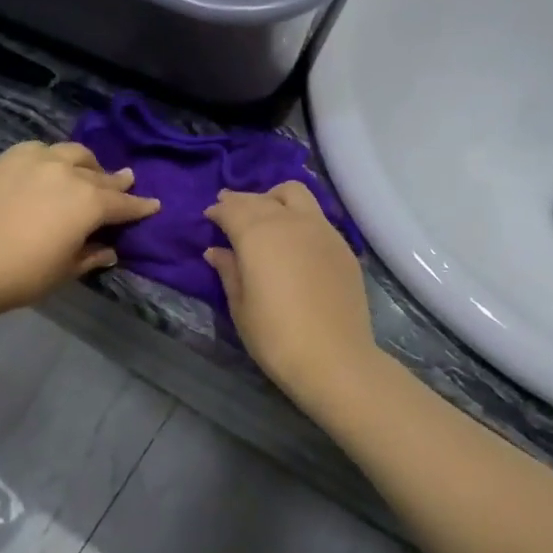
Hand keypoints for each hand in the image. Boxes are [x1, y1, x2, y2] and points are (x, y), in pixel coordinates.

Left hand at [0, 141, 159, 316]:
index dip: (140, 206)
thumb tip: (108, 249)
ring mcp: (37, 160)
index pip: (124, 204)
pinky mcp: (8, 158)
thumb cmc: (24, 274)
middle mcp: (69, 173)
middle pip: (100, 175)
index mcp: (90, 202)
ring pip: (72, 153)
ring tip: (86, 172)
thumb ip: (91, 255)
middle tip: (124, 183)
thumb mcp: (66, 270)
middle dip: (115, 182)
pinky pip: (39, 150)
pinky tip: (48, 166)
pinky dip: (51, 157)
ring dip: (85, 164)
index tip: (153, 205)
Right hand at [204, 182, 377, 403]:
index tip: (209, 216)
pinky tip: (293, 237)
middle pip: (262, 198)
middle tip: (230, 210)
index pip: (233, 209)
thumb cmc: (275, 336)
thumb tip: (217, 251)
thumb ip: (229, 271)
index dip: (219, 211)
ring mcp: (322, 230)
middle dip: (242, 201)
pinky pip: (316, 215)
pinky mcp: (342, 246)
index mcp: (258, 235)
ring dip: (274, 198)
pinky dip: (298, 215)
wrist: (333, 358)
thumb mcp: (240, 305)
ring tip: (265, 214)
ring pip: (295, 194)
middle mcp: (290, 222)